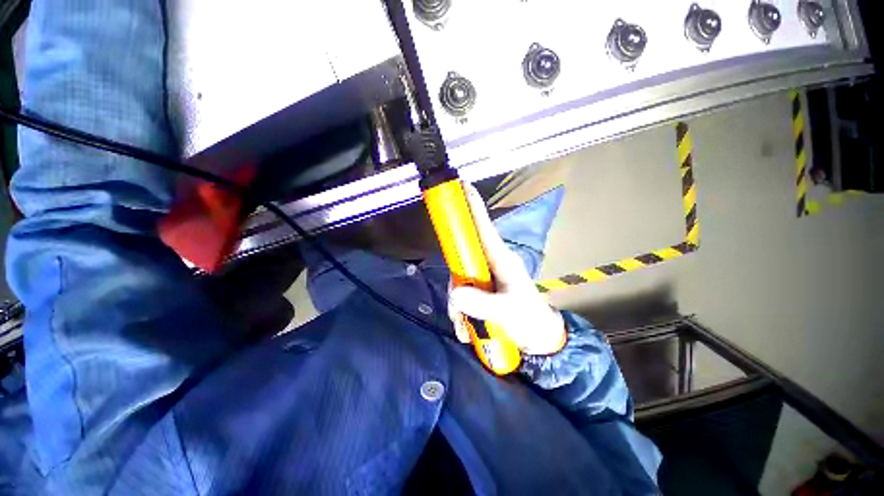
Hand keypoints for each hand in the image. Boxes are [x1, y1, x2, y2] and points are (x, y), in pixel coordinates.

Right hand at [447, 185, 566, 355]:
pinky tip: (466, 331)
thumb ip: (482, 303)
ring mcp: (483, 277)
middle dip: (455, 284)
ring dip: (458, 306)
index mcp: (500, 258)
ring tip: (465, 328)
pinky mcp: (480, 291)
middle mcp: (489, 262)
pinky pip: (461, 295)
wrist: (537, 338)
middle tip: (458, 309)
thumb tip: (455, 294)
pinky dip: (460, 313)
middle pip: (460, 257)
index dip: (472, 205)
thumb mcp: (508, 311)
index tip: (461, 185)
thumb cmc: (528, 318)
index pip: (483, 226)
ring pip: (458, 280)